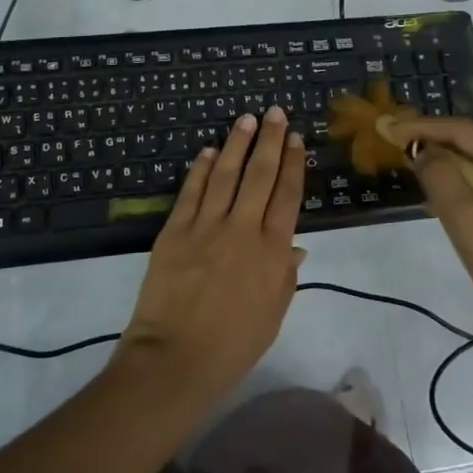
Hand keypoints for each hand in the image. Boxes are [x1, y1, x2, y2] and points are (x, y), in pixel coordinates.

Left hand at [115, 106, 305, 407]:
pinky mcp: (175, 230)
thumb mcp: (272, 316)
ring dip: (237, 143)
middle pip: (260, 176)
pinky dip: (200, 169)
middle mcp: (243, 230)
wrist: (175, 359)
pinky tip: (207, 150)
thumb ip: (285, 277)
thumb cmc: (232, 346)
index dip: (294, 165)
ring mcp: (206, 227)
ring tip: (246, 119)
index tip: (297, 140)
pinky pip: (191, 192)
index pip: (287, 197)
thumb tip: (296, 245)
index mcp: (272, 253)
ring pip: (226, 174)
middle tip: (276, 112)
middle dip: (271, 141)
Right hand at [384, 116, 472, 349]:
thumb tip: (426, 152)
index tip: (392, 130)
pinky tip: (467, 199)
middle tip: (406, 149)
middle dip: (442, 143)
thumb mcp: (469, 225)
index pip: (464, 130)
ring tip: (429, 173)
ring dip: (461, 165)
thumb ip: (442, 180)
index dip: (424, 128)